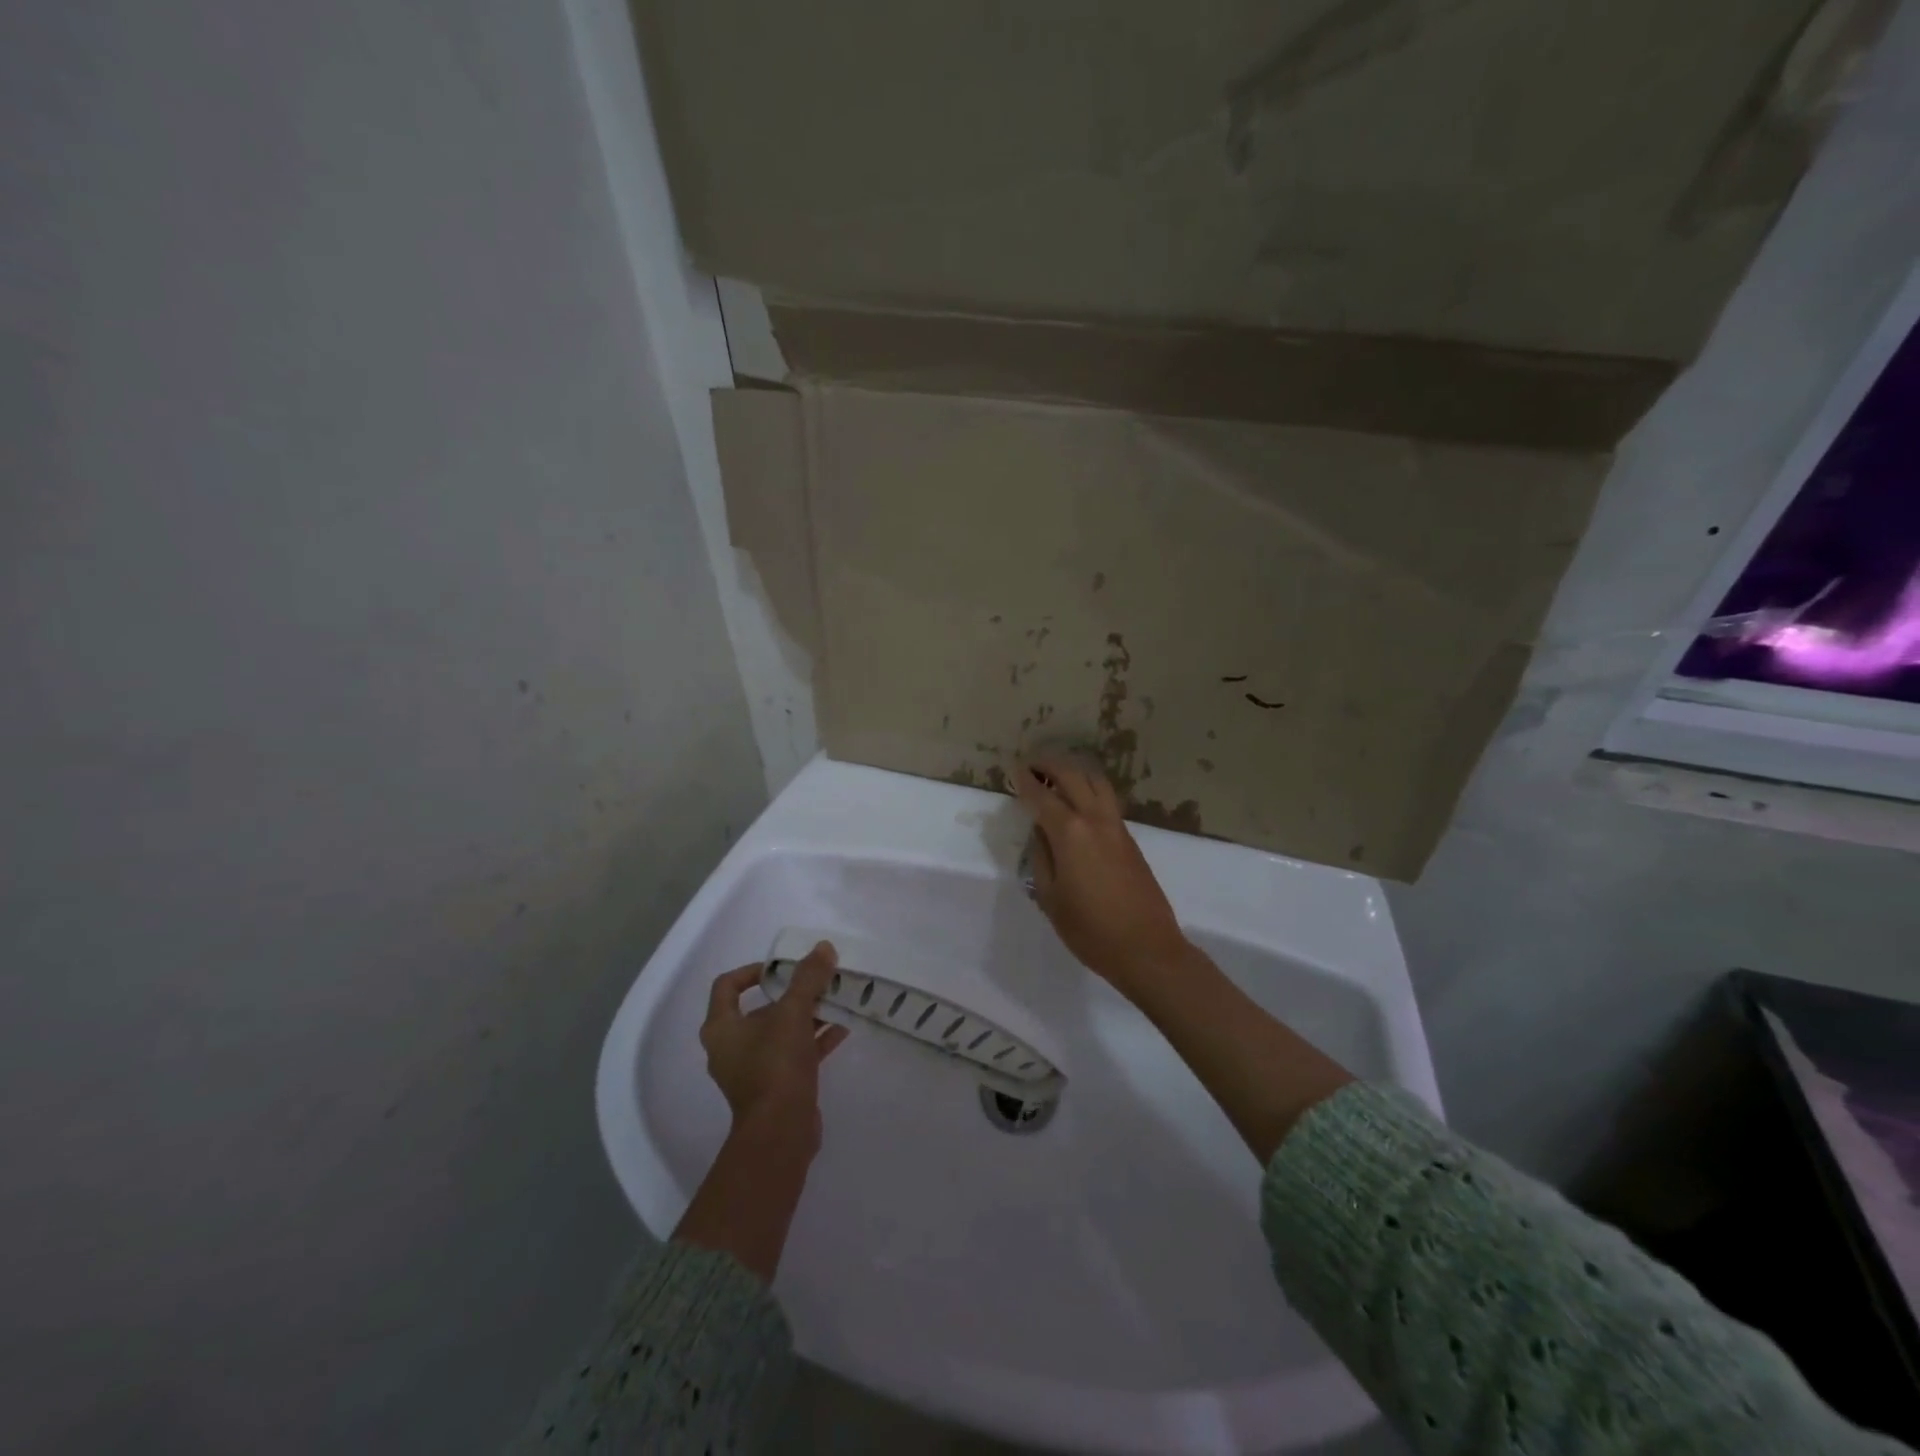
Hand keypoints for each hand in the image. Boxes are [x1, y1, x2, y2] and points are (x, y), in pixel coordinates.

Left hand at [699, 941, 849, 1152]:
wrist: (780, 1132)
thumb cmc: (775, 1066)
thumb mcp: (793, 1014)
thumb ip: (808, 978)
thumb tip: (823, 947)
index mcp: (722, 1028)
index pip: (727, 985)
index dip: (753, 970)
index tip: (783, 967)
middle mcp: (732, 1047)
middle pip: (761, 1008)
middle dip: (792, 993)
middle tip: (819, 981)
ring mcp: (754, 1069)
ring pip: (781, 1031)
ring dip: (808, 1015)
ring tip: (837, 1000)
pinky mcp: (776, 1087)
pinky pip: (795, 1053)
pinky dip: (815, 1039)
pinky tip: (843, 1027)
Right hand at [1010, 756, 1193, 996]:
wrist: (1147, 948)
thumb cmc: (1090, 930)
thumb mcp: (1051, 898)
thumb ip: (1041, 858)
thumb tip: (1040, 833)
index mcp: (1070, 834)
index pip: (1042, 797)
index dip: (1025, 781)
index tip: (1014, 770)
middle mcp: (1095, 820)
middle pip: (1072, 777)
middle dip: (1050, 766)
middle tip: (1032, 764)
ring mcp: (1117, 828)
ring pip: (1096, 782)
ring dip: (1075, 772)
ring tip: (1057, 776)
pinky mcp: (1130, 840)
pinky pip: (1107, 800)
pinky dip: (1090, 788)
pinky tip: (1079, 800)